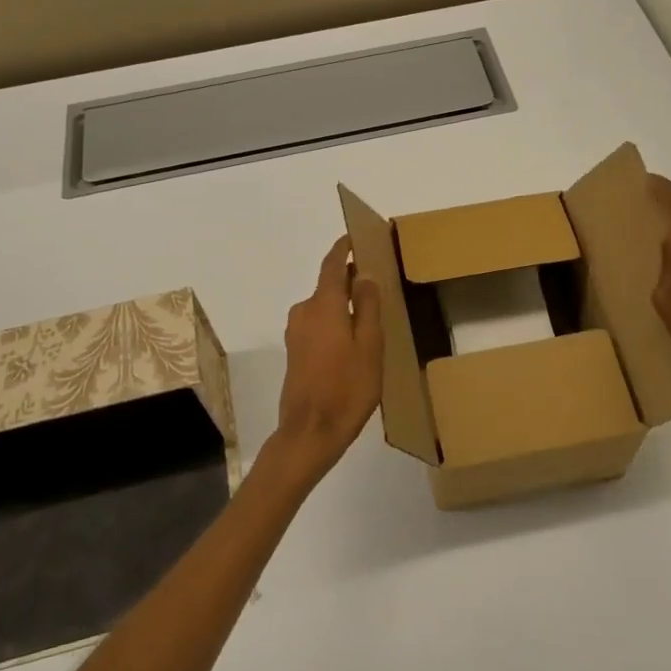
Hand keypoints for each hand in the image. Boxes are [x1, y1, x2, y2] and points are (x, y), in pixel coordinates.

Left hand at [265, 235, 383, 491]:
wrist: (309, 432)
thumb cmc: (347, 387)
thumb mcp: (369, 345)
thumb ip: (367, 306)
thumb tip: (363, 275)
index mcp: (323, 305)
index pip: (332, 265)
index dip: (343, 249)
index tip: (354, 237)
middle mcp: (304, 312)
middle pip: (328, 286)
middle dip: (349, 279)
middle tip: (375, 279)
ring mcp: (296, 333)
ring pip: (324, 307)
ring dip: (343, 303)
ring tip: (369, 312)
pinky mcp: (295, 352)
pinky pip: (318, 324)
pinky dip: (335, 321)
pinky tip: (353, 339)